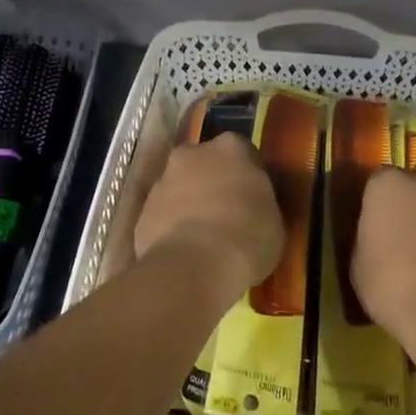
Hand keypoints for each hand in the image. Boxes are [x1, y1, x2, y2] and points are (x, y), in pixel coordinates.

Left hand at [134, 134, 282, 294]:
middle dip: (212, 181)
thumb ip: (259, 202)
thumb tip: (252, 205)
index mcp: (230, 148)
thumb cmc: (247, 238)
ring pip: (179, 187)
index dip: (247, 175)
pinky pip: (162, 215)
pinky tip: (184, 252)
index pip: (242, 151)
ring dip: (188, 204)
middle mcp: (192, 154)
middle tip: (226, 212)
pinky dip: (171, 227)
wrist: (193, 267)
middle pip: (203, 162)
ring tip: (203, 238)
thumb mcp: (273, 220)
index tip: (253, 196)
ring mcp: (162, 181)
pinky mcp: (142, 211)